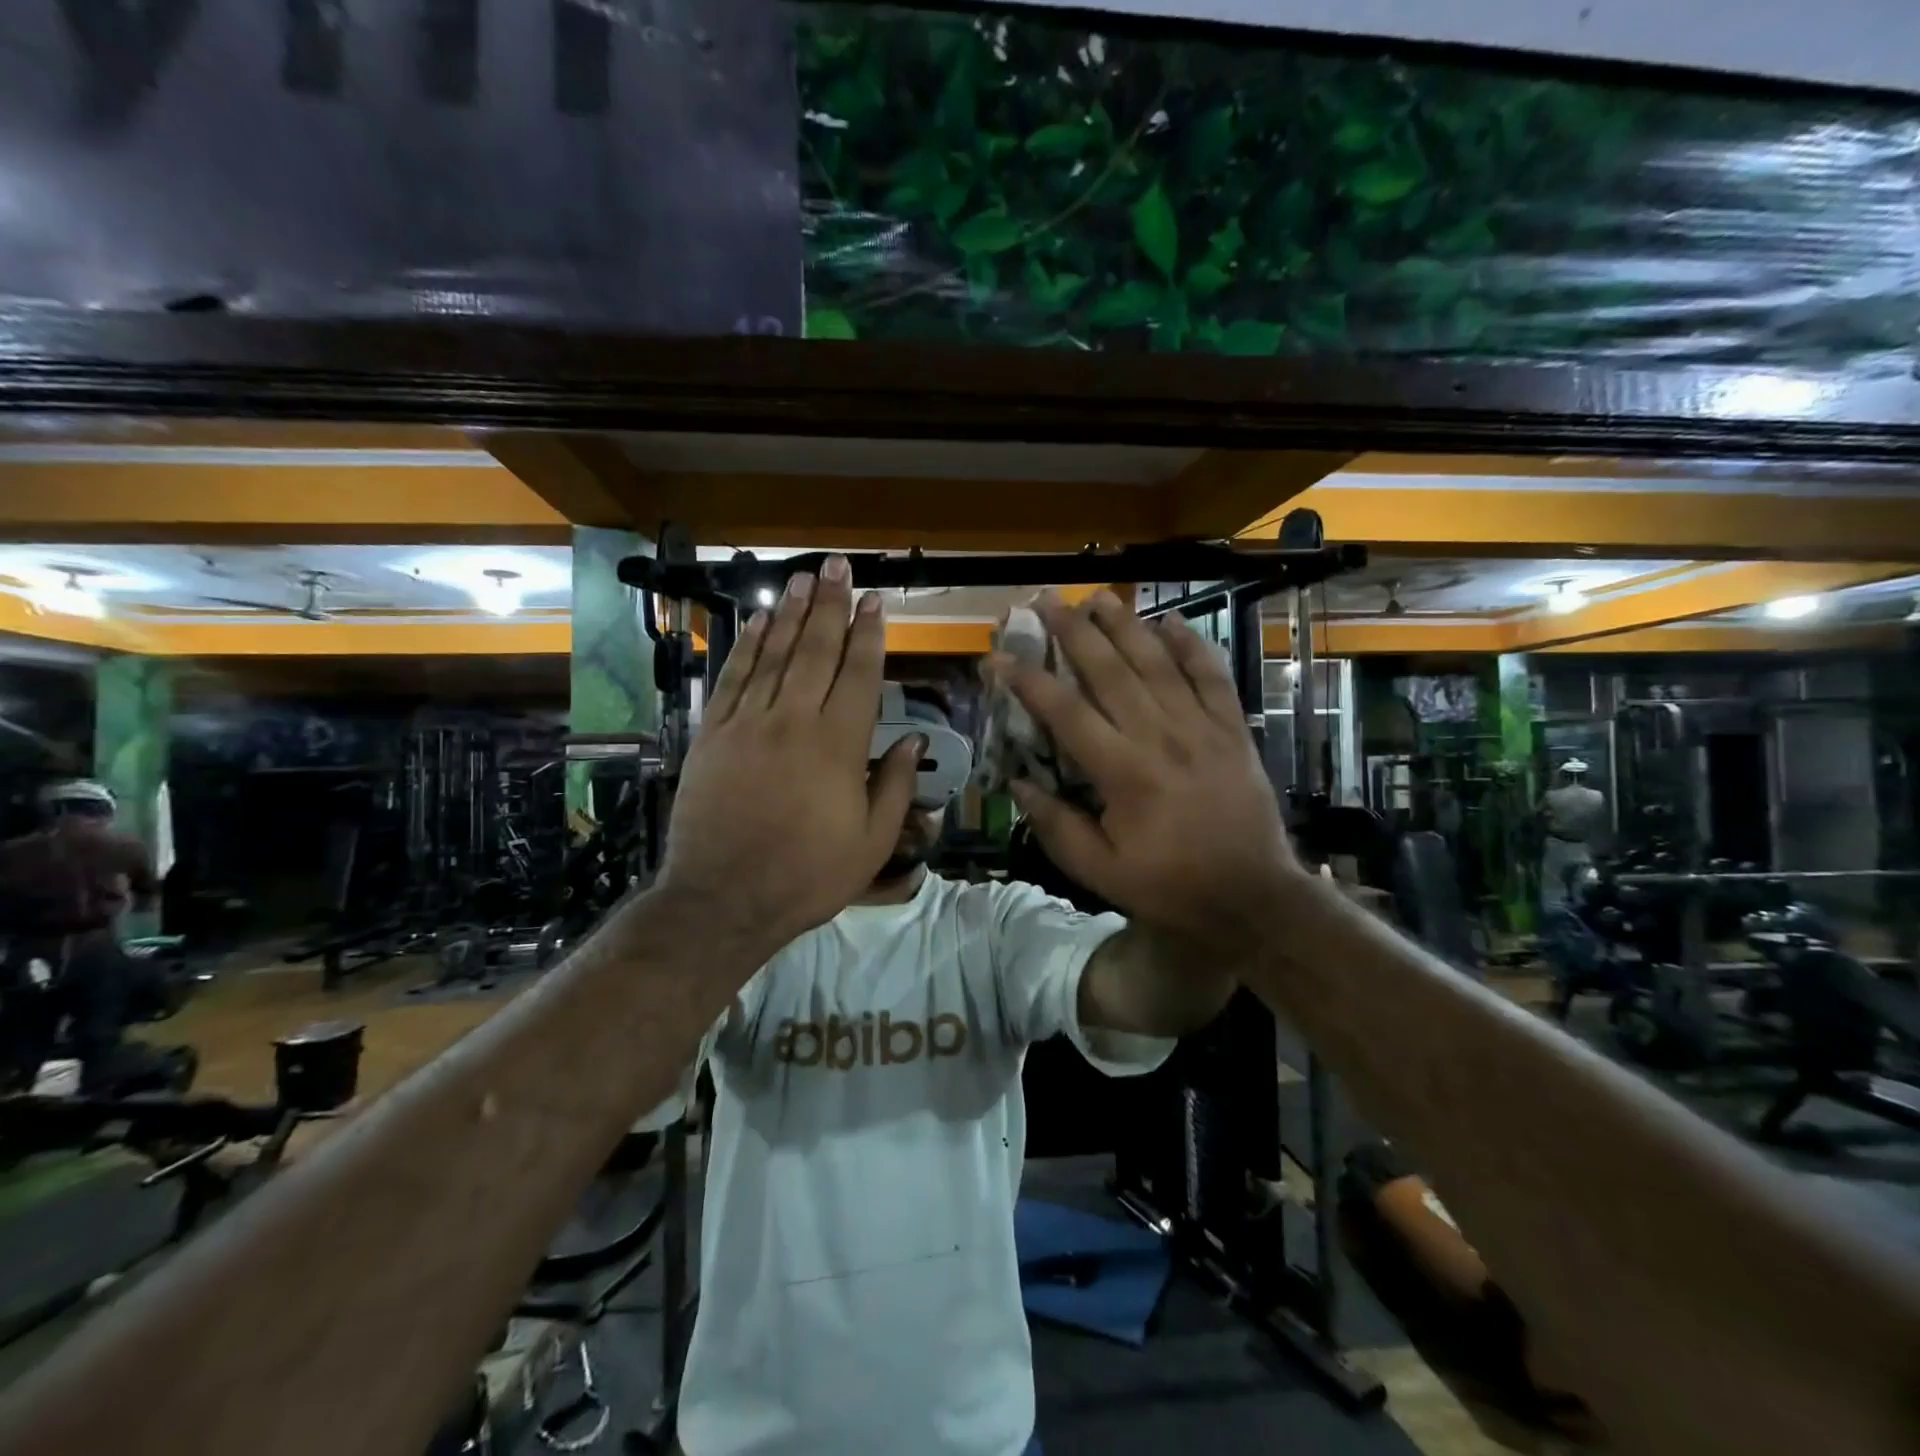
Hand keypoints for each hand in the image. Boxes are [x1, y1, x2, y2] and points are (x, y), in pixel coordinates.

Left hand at [658, 556, 920, 956]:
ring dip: (792, 613)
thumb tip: (913, 740)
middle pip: (817, 651)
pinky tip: (760, 621)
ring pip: (775, 655)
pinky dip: (748, 646)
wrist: (723, 898)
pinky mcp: (713, 734)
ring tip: (805, 579)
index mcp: (839, 746)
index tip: (875, 601)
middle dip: (831, 605)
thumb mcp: (871, 844)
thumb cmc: (807, 876)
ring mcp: (748, 723)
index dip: (870, 634)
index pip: (860, 674)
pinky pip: (734, 678)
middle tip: (838, 566)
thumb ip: (894, 786)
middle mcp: (795, 721)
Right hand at [994, 591, 1304, 948]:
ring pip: (1158, 663)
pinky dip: (1192, 645)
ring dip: (1125, 625)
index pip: (1065, 712)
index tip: (998, 657)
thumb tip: (1018, 782)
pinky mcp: (1233, 729)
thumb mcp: (1100, 871)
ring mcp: (1201, 728)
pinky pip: (1212, 676)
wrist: (1253, 897)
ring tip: (1097, 597)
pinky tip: (1171, 621)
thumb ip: (1056, 825)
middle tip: (1047, 601)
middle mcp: (1160, 736)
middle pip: (1110, 671)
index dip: (1028, 681)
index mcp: (1123, 772)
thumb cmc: (1170, 886)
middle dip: (1074, 632)